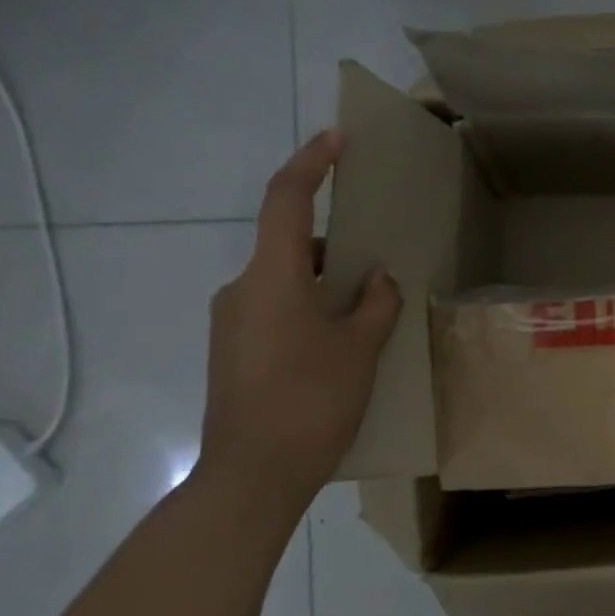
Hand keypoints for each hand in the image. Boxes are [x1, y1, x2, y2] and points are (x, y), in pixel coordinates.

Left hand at [195, 131, 401, 517]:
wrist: (251, 476)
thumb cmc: (310, 402)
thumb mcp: (359, 350)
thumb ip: (375, 304)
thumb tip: (380, 280)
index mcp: (273, 278)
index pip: (286, 200)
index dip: (311, 163)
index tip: (338, 139)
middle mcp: (243, 289)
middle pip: (291, 244)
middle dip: (338, 245)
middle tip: (381, 264)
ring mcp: (233, 321)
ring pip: (286, 281)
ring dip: (326, 283)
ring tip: (370, 313)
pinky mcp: (234, 350)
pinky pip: (276, 309)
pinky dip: (310, 308)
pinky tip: (341, 344)